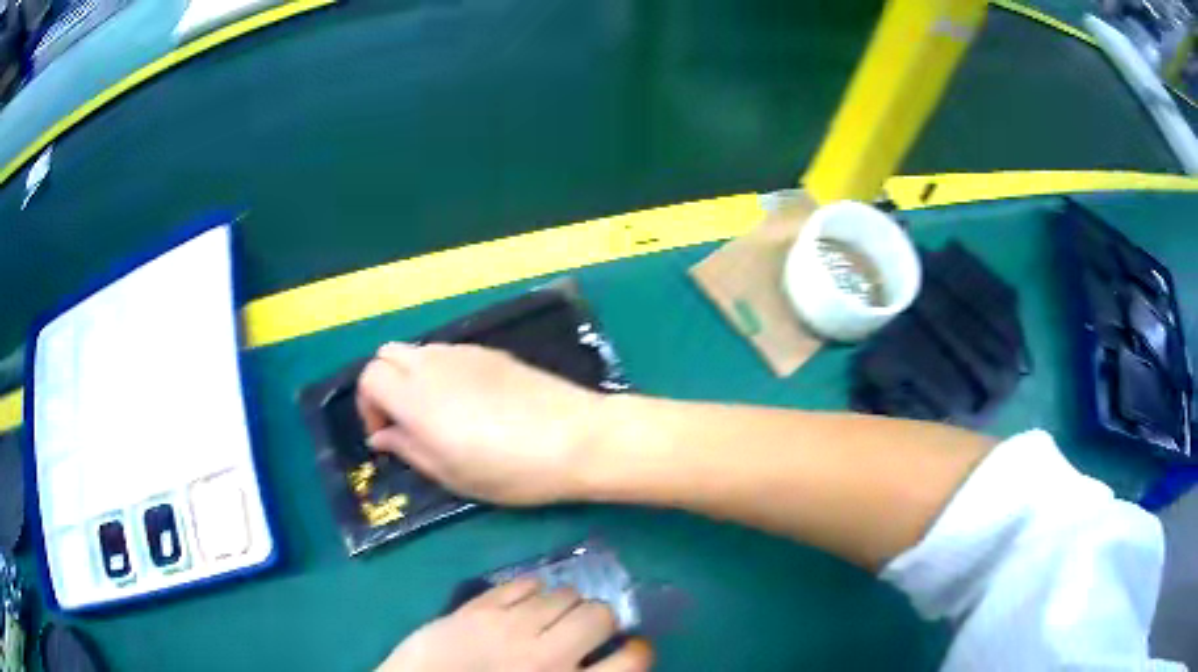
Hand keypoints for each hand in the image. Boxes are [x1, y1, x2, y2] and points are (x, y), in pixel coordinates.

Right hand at [356, 342, 604, 504]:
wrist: (576, 438)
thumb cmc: (509, 469)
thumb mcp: (451, 473)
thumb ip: (407, 448)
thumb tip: (380, 435)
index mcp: (415, 395)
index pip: (369, 377)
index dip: (368, 406)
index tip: (387, 436)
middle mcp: (433, 363)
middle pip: (387, 354)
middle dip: (384, 386)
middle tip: (405, 423)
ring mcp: (464, 352)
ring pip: (418, 351)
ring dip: (413, 378)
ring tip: (439, 416)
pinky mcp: (492, 352)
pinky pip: (449, 353)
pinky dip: (441, 372)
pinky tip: (470, 404)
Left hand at [378, 578, 652, 671]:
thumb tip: (605, 660)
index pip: (633, 659)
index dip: (636, 648)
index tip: (627, 646)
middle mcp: (549, 655)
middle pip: (600, 614)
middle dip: (598, 619)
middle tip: (580, 630)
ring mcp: (511, 628)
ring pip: (563, 593)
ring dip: (563, 603)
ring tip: (548, 615)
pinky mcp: (478, 609)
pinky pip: (523, 582)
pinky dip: (532, 588)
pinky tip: (523, 602)